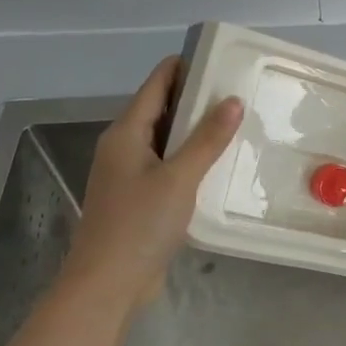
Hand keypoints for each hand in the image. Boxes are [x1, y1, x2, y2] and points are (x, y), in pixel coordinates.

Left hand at [61, 56, 241, 311]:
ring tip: (236, 122)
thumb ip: (207, 138)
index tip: (221, 58)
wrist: (106, 286)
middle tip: (239, 90)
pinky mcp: (138, 198)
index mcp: (125, 133)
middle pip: (161, 108)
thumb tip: (232, 100)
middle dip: (196, 97)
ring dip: (195, 130)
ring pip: (166, 138)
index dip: (185, 66)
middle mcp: (123, 147)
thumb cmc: (138, 225)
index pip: (157, 83)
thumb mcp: (179, 177)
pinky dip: (190, 157)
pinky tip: (217, 163)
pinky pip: (167, 164)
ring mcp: (129, 174)